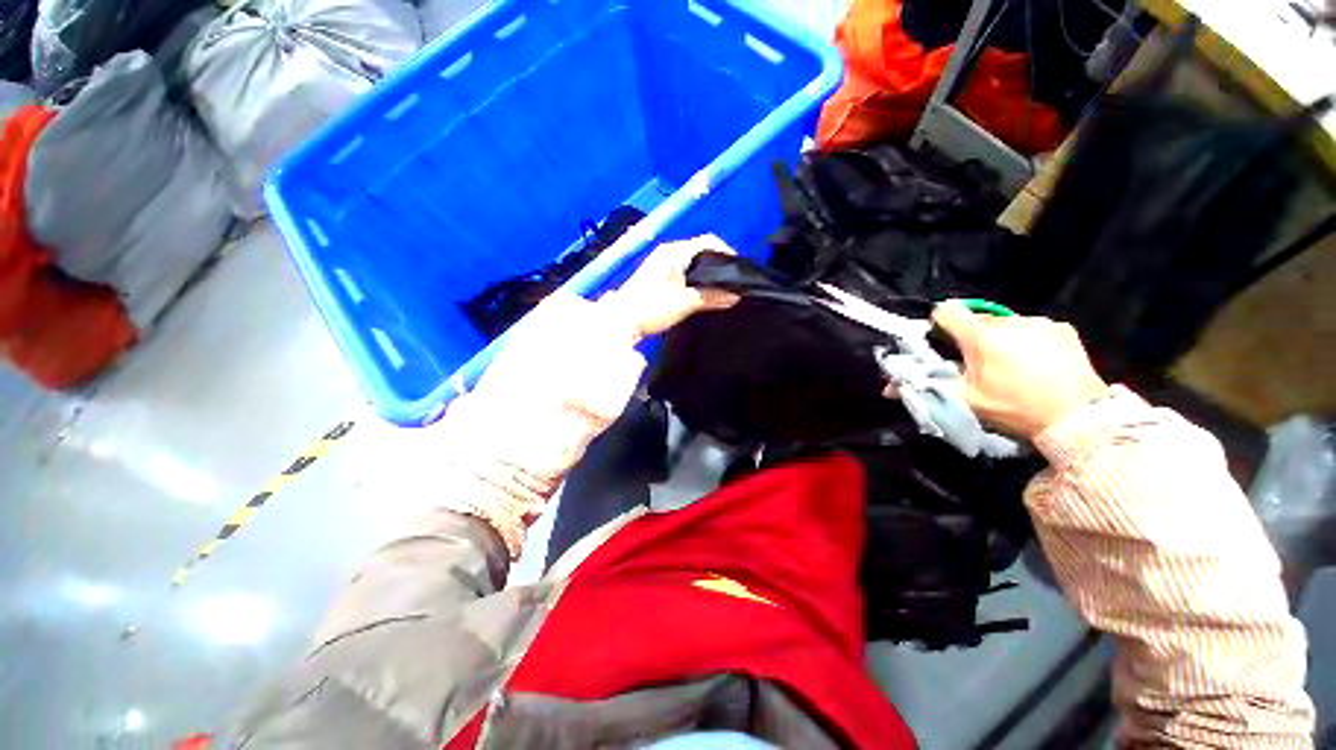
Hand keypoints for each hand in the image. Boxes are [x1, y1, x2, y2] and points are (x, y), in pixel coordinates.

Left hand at [602, 234, 739, 337]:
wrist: (621, 321)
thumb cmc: (651, 308)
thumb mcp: (684, 303)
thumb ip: (711, 297)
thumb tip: (735, 296)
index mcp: (674, 251)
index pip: (708, 241)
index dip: (727, 253)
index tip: (739, 271)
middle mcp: (668, 252)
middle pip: (701, 251)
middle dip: (719, 265)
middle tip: (733, 283)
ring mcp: (661, 263)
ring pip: (693, 262)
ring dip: (707, 274)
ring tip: (722, 289)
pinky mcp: (658, 276)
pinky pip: (685, 271)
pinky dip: (696, 279)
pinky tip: (703, 293)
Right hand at [932, 300, 1110, 437]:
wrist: (1078, 417)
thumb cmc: (1015, 409)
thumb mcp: (966, 401)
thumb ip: (935, 383)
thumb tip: (900, 382)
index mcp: (980, 336)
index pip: (947, 312)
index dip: (940, 323)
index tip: (943, 340)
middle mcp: (1008, 322)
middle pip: (977, 319)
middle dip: (972, 336)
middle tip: (979, 361)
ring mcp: (1039, 323)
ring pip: (1006, 323)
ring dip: (1001, 337)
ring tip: (1011, 363)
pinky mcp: (1062, 329)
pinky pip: (1034, 328)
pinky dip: (1028, 340)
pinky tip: (1038, 362)